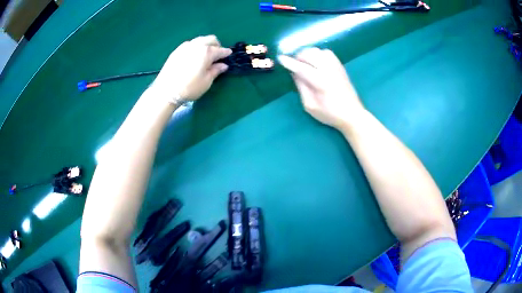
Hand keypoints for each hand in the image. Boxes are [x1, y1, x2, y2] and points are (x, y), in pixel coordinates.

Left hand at [151, 35, 231, 102]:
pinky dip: (196, 47)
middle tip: (217, 55)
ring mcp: (185, 47)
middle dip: (217, 45)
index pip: (220, 50)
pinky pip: (190, 44)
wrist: (166, 91)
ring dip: (206, 44)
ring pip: (200, 40)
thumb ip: (216, 70)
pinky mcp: (176, 51)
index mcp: (206, 52)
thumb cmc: (189, 88)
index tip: (229, 55)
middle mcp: (196, 45)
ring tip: (206, 55)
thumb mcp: (206, 81)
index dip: (226, 53)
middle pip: (210, 39)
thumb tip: (223, 65)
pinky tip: (194, 56)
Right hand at [278, 48, 364, 128]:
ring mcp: (336, 66)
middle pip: (309, 54)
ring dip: (308, 54)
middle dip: (298, 56)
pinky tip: (316, 61)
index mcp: (321, 82)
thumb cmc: (330, 114)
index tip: (280, 58)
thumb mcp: (310, 106)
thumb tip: (294, 73)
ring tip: (304, 62)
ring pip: (318, 51)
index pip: (301, 68)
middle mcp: (329, 70)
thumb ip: (301, 88)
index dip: (289, 62)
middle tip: (293, 64)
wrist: (353, 114)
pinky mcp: (340, 66)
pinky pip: (327, 52)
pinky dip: (318, 53)